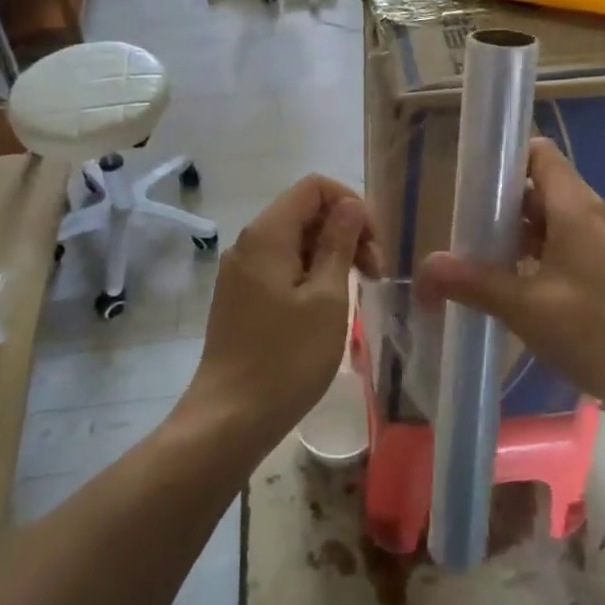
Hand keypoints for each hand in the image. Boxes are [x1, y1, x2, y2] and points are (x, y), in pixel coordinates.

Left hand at [186, 176, 383, 448]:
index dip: (350, 203)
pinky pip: (281, 265)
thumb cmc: (287, 358)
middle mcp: (249, 243)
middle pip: (304, 211)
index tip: (374, 242)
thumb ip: (339, 243)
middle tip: (375, 271)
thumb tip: (350, 205)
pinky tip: (330, 304)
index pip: (314, 187)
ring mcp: (241, 271)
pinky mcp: (241, 296)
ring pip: (295, 240)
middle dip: (345, 230)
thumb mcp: (328, 298)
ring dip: (331, 253)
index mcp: (268, 234)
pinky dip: (311, 272)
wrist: (230, 418)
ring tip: (359, 289)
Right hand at [417, 139, 604, 428]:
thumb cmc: (600, 330)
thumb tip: (424, 268)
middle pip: (536, 188)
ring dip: (510, 235)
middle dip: (496, 203)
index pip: (537, 153)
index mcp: (573, 207)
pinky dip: (529, 259)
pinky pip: (557, 250)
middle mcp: (586, 216)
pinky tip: (505, 288)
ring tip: (472, 258)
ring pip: (545, 223)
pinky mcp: (601, 274)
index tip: (466, 178)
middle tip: (458, 226)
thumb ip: (475, 284)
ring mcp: (596, 246)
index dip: (502, 156)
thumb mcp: (528, 308)